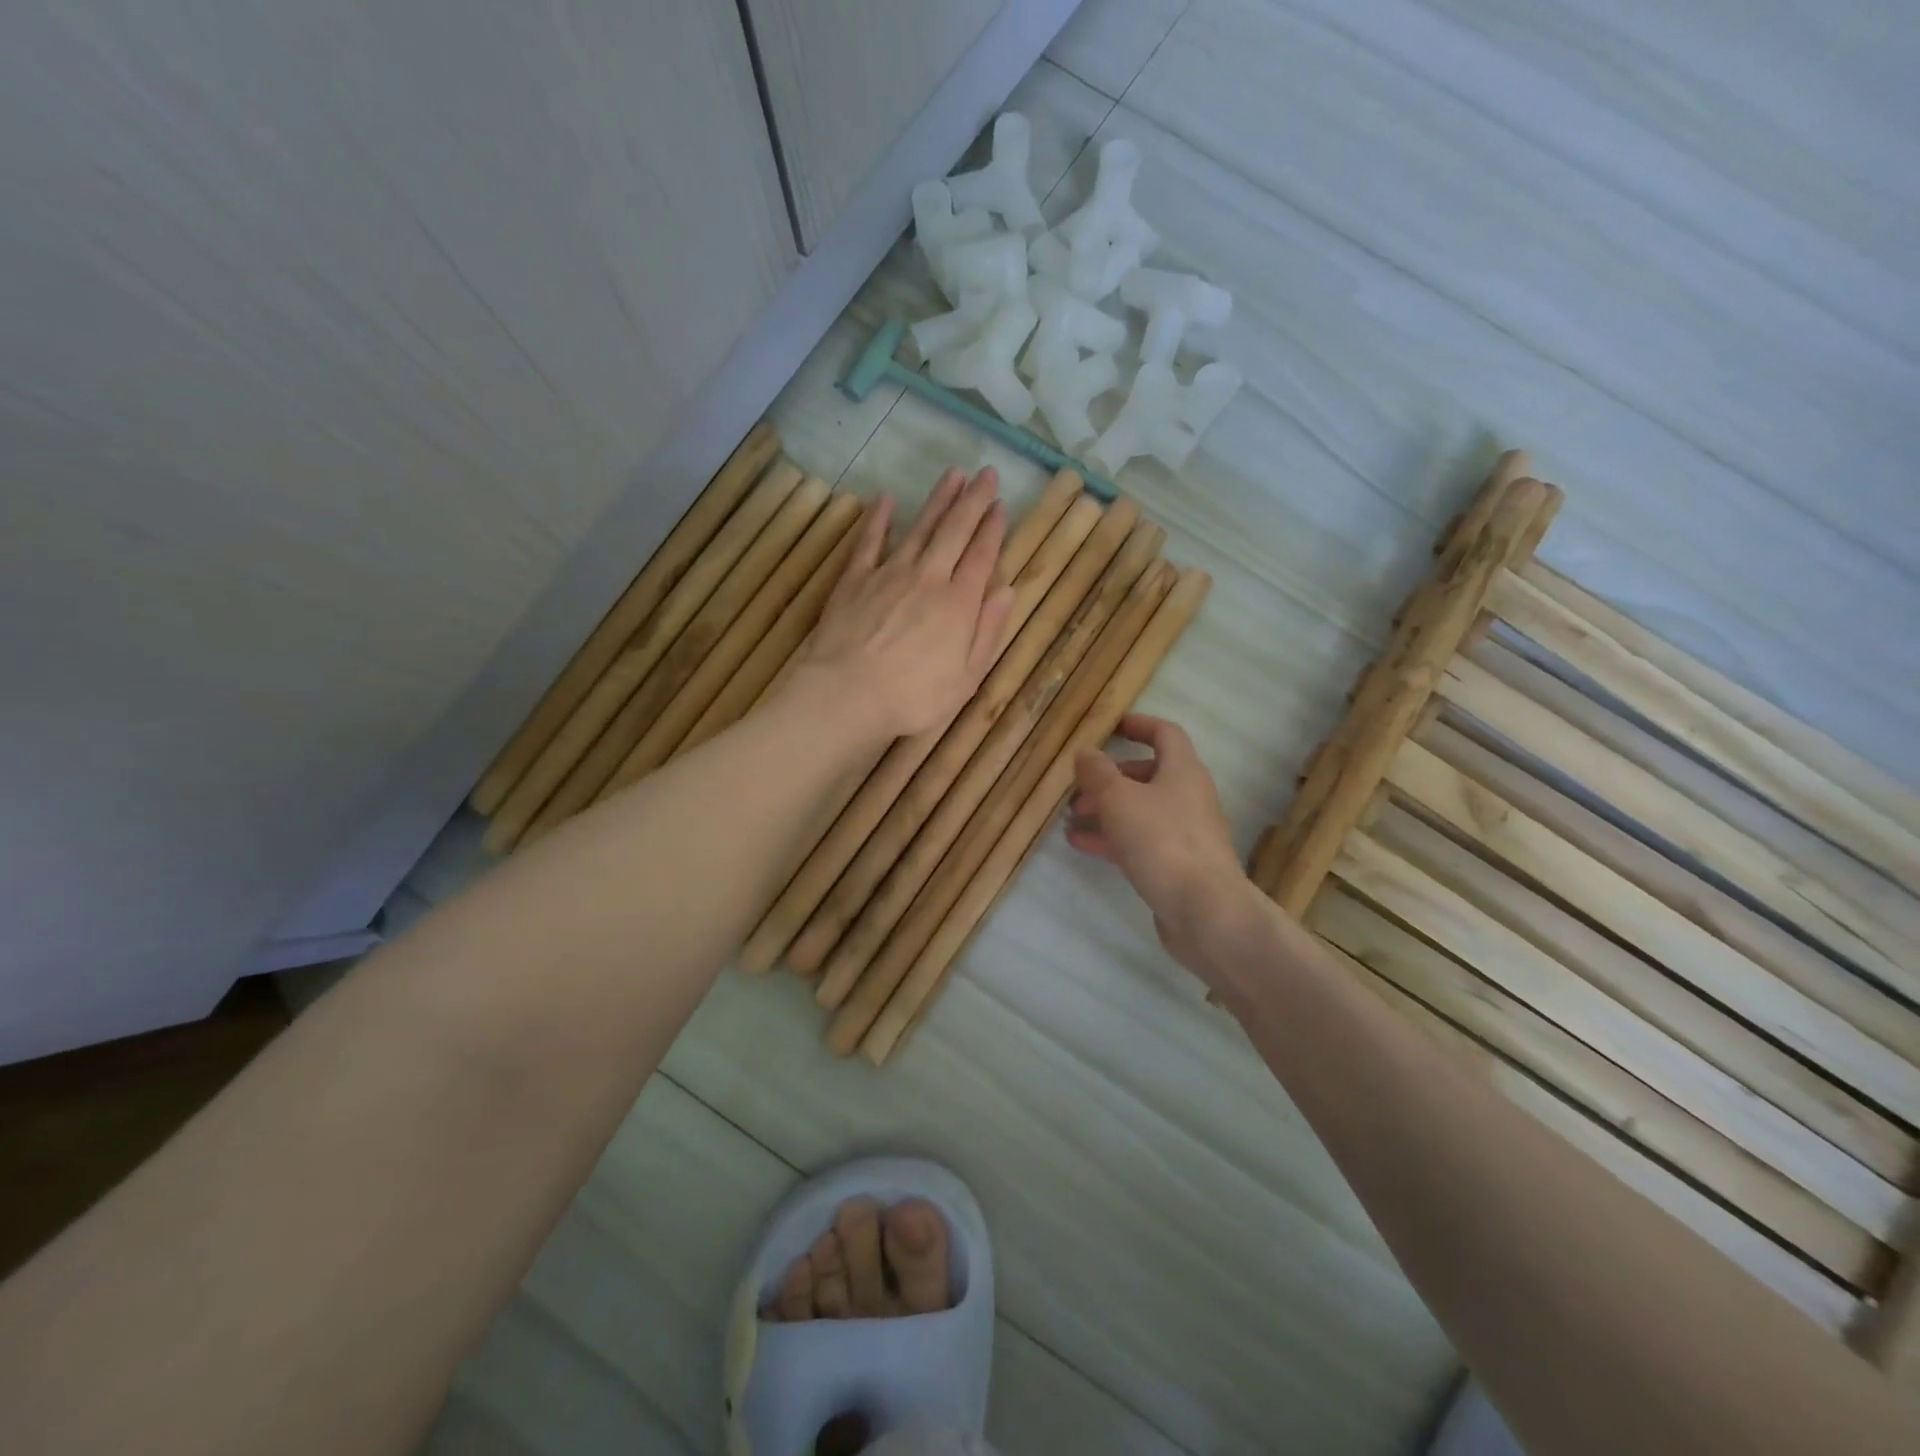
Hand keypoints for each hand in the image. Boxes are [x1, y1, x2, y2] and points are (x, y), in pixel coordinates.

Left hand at [793, 467, 1014, 742]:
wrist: (848, 694)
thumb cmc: (913, 697)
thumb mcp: (966, 678)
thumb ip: (988, 632)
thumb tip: (1007, 592)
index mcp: (959, 604)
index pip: (982, 556)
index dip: (993, 528)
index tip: (1001, 504)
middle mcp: (928, 579)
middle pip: (954, 532)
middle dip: (972, 501)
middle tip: (986, 473)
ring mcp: (889, 574)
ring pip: (919, 529)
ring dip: (938, 501)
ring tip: (952, 474)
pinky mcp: (855, 580)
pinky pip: (869, 542)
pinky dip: (879, 519)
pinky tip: (886, 499)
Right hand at [1068, 715, 1260, 972]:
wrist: (1204, 911)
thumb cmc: (1162, 841)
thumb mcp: (1119, 799)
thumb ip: (1098, 772)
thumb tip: (1086, 752)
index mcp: (1183, 771)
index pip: (1165, 734)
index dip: (1139, 725)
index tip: (1112, 726)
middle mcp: (1188, 797)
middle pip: (1148, 775)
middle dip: (1111, 778)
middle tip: (1078, 787)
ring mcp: (1184, 833)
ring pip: (1141, 810)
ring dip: (1107, 810)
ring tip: (1071, 817)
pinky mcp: (1177, 865)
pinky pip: (1140, 841)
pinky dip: (1113, 838)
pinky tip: (1082, 845)